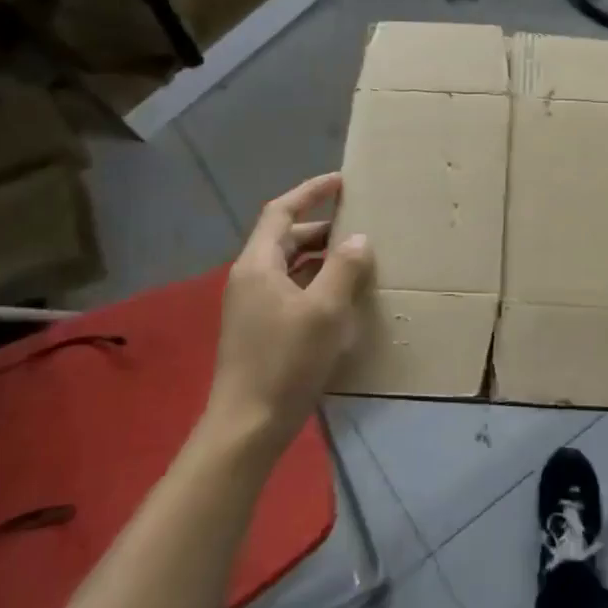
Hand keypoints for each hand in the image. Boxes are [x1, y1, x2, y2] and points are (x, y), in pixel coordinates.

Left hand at [204, 172, 373, 461]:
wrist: (247, 426)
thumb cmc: (285, 362)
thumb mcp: (324, 310)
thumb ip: (343, 269)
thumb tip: (359, 240)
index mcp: (258, 265)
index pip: (281, 212)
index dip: (310, 192)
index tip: (342, 182)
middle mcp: (250, 278)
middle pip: (286, 238)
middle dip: (322, 228)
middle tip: (361, 225)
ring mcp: (252, 306)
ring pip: (290, 266)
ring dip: (322, 257)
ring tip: (358, 258)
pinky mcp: (260, 329)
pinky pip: (291, 290)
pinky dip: (316, 283)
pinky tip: (342, 297)